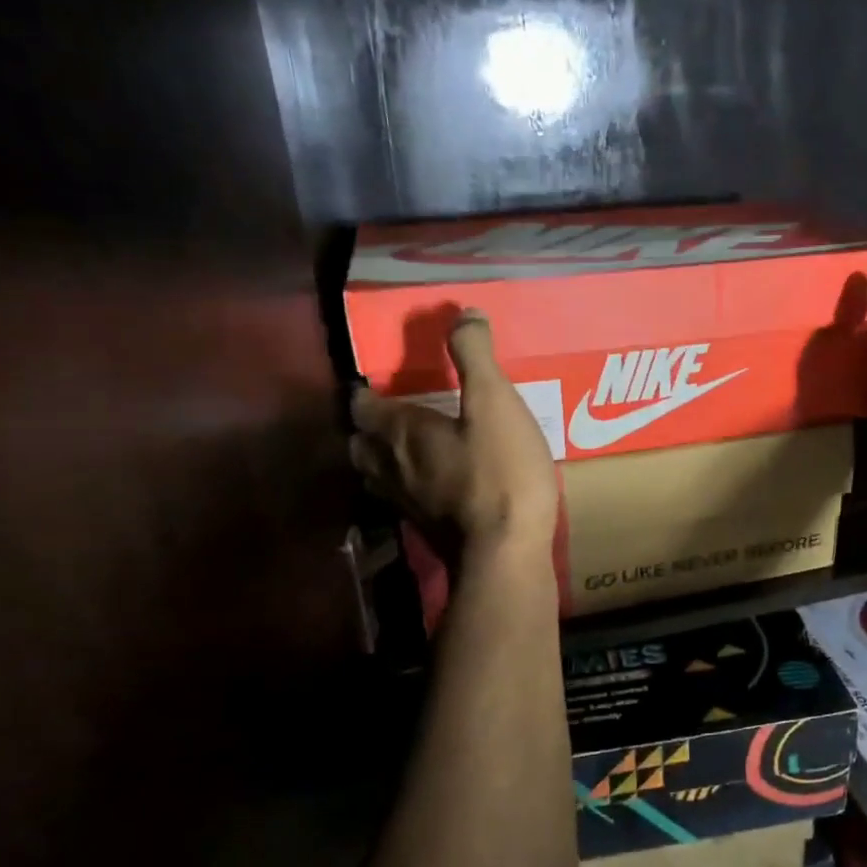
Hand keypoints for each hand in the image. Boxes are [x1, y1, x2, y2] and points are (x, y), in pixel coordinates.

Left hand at [349, 310, 558, 559]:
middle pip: (361, 445)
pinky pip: (404, 501)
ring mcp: (405, 505)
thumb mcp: (495, 403)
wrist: (505, 554)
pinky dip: (409, 487)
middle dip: (369, 428)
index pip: (363, 406)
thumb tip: (462, 313)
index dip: (365, 392)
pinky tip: (434, 487)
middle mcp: (390, 468)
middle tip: (392, 415)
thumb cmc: (500, 472)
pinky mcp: (425, 531)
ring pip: (377, 476)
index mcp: (400, 432)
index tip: (376, 381)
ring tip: (407, 449)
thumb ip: (475, 356)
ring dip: (383, 460)